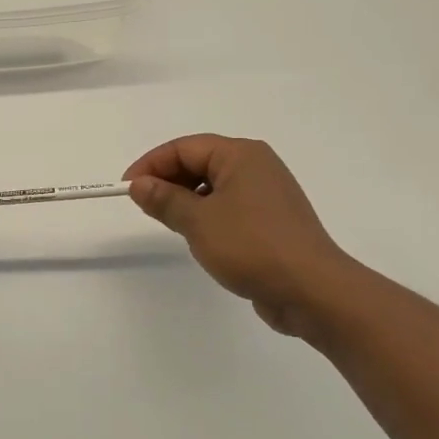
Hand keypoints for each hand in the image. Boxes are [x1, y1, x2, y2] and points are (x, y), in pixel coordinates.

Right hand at [124, 134, 355, 335]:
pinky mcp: (272, 220)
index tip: (126, 189)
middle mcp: (257, 166)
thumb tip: (139, 184)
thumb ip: (164, 199)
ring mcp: (267, 193)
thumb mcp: (198, 222)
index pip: (184, 147)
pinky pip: (229, 205)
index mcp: (241, 155)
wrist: (313, 291)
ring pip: (214, 185)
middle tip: (143, 206)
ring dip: (186, 198)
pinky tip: (198, 235)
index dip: (151, 165)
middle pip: (200, 162)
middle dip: (168, 180)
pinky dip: (207, 213)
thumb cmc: (252, 247)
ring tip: (167, 221)